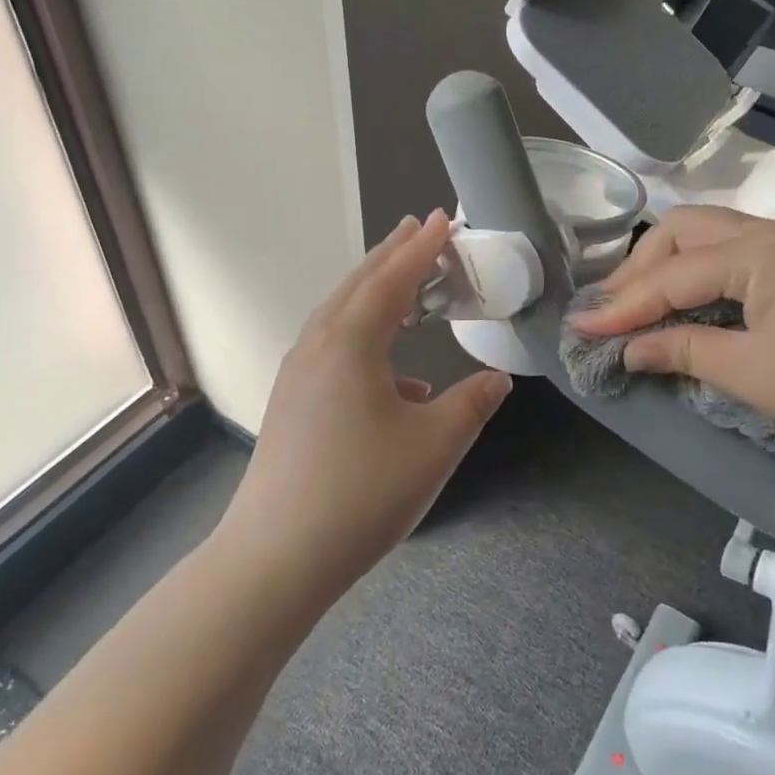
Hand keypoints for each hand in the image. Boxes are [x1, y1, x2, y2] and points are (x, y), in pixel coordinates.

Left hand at [219, 211, 512, 605]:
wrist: (277, 555)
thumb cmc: (363, 491)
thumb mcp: (435, 444)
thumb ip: (472, 404)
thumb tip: (496, 380)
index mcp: (351, 341)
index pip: (393, 278)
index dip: (422, 247)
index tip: (443, 219)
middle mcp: (318, 345)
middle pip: (359, 285)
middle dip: (392, 255)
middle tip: (418, 228)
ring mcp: (297, 374)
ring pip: (340, 315)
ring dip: (375, 293)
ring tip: (405, 285)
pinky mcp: (291, 402)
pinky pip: (331, 348)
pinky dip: (365, 340)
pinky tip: (396, 380)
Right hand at [571, 206, 774, 461]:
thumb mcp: (747, 371)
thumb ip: (681, 350)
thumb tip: (629, 349)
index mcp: (758, 251)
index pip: (673, 274)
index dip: (624, 304)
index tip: (582, 326)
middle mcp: (772, 232)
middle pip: (685, 231)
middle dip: (641, 268)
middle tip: (610, 308)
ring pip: (709, 235)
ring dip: (668, 265)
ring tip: (637, 303)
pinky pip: (734, 252)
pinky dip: (699, 272)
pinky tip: (684, 300)